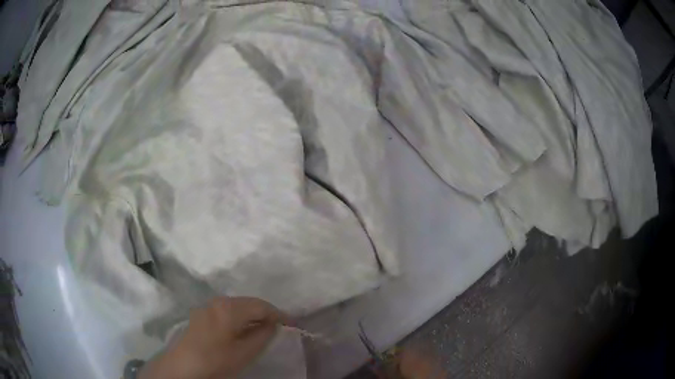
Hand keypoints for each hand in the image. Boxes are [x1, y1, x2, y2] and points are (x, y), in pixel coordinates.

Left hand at [139, 297, 287, 378]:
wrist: (183, 367)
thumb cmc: (216, 360)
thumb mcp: (245, 352)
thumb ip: (262, 335)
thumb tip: (273, 324)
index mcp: (229, 308)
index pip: (261, 305)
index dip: (279, 314)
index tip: (292, 323)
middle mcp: (217, 301)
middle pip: (248, 302)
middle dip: (265, 313)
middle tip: (279, 325)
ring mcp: (207, 307)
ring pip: (236, 306)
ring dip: (251, 315)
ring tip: (263, 328)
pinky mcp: (201, 315)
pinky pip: (225, 311)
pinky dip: (238, 317)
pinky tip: (241, 329)